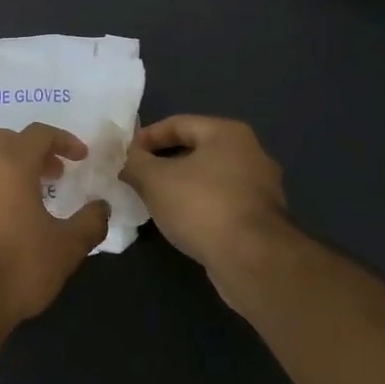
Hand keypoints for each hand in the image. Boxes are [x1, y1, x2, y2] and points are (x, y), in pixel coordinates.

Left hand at [0, 123, 110, 323]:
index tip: (80, 158)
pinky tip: (2, 225)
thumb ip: (90, 222)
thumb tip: (102, 207)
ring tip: (30, 201)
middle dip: (33, 151)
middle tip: (54, 174)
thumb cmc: (20, 267)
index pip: (38, 133)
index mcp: (10, 166)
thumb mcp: (67, 247)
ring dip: (9, 173)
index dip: (63, 140)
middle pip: (6, 142)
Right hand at [120, 116, 292, 275]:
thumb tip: (122, 157)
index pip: (177, 123)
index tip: (124, 155)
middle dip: (162, 162)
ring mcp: (261, 187)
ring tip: (153, 201)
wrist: (253, 260)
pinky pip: (221, 202)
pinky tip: (180, 222)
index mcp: (227, 133)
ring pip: (208, 178)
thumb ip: (134, 162)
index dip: (146, 137)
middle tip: (135, 177)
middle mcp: (250, 153)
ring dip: (180, 186)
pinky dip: (199, 206)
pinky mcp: (262, 218)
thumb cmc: (202, 206)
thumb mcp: (154, 180)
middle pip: (195, 150)